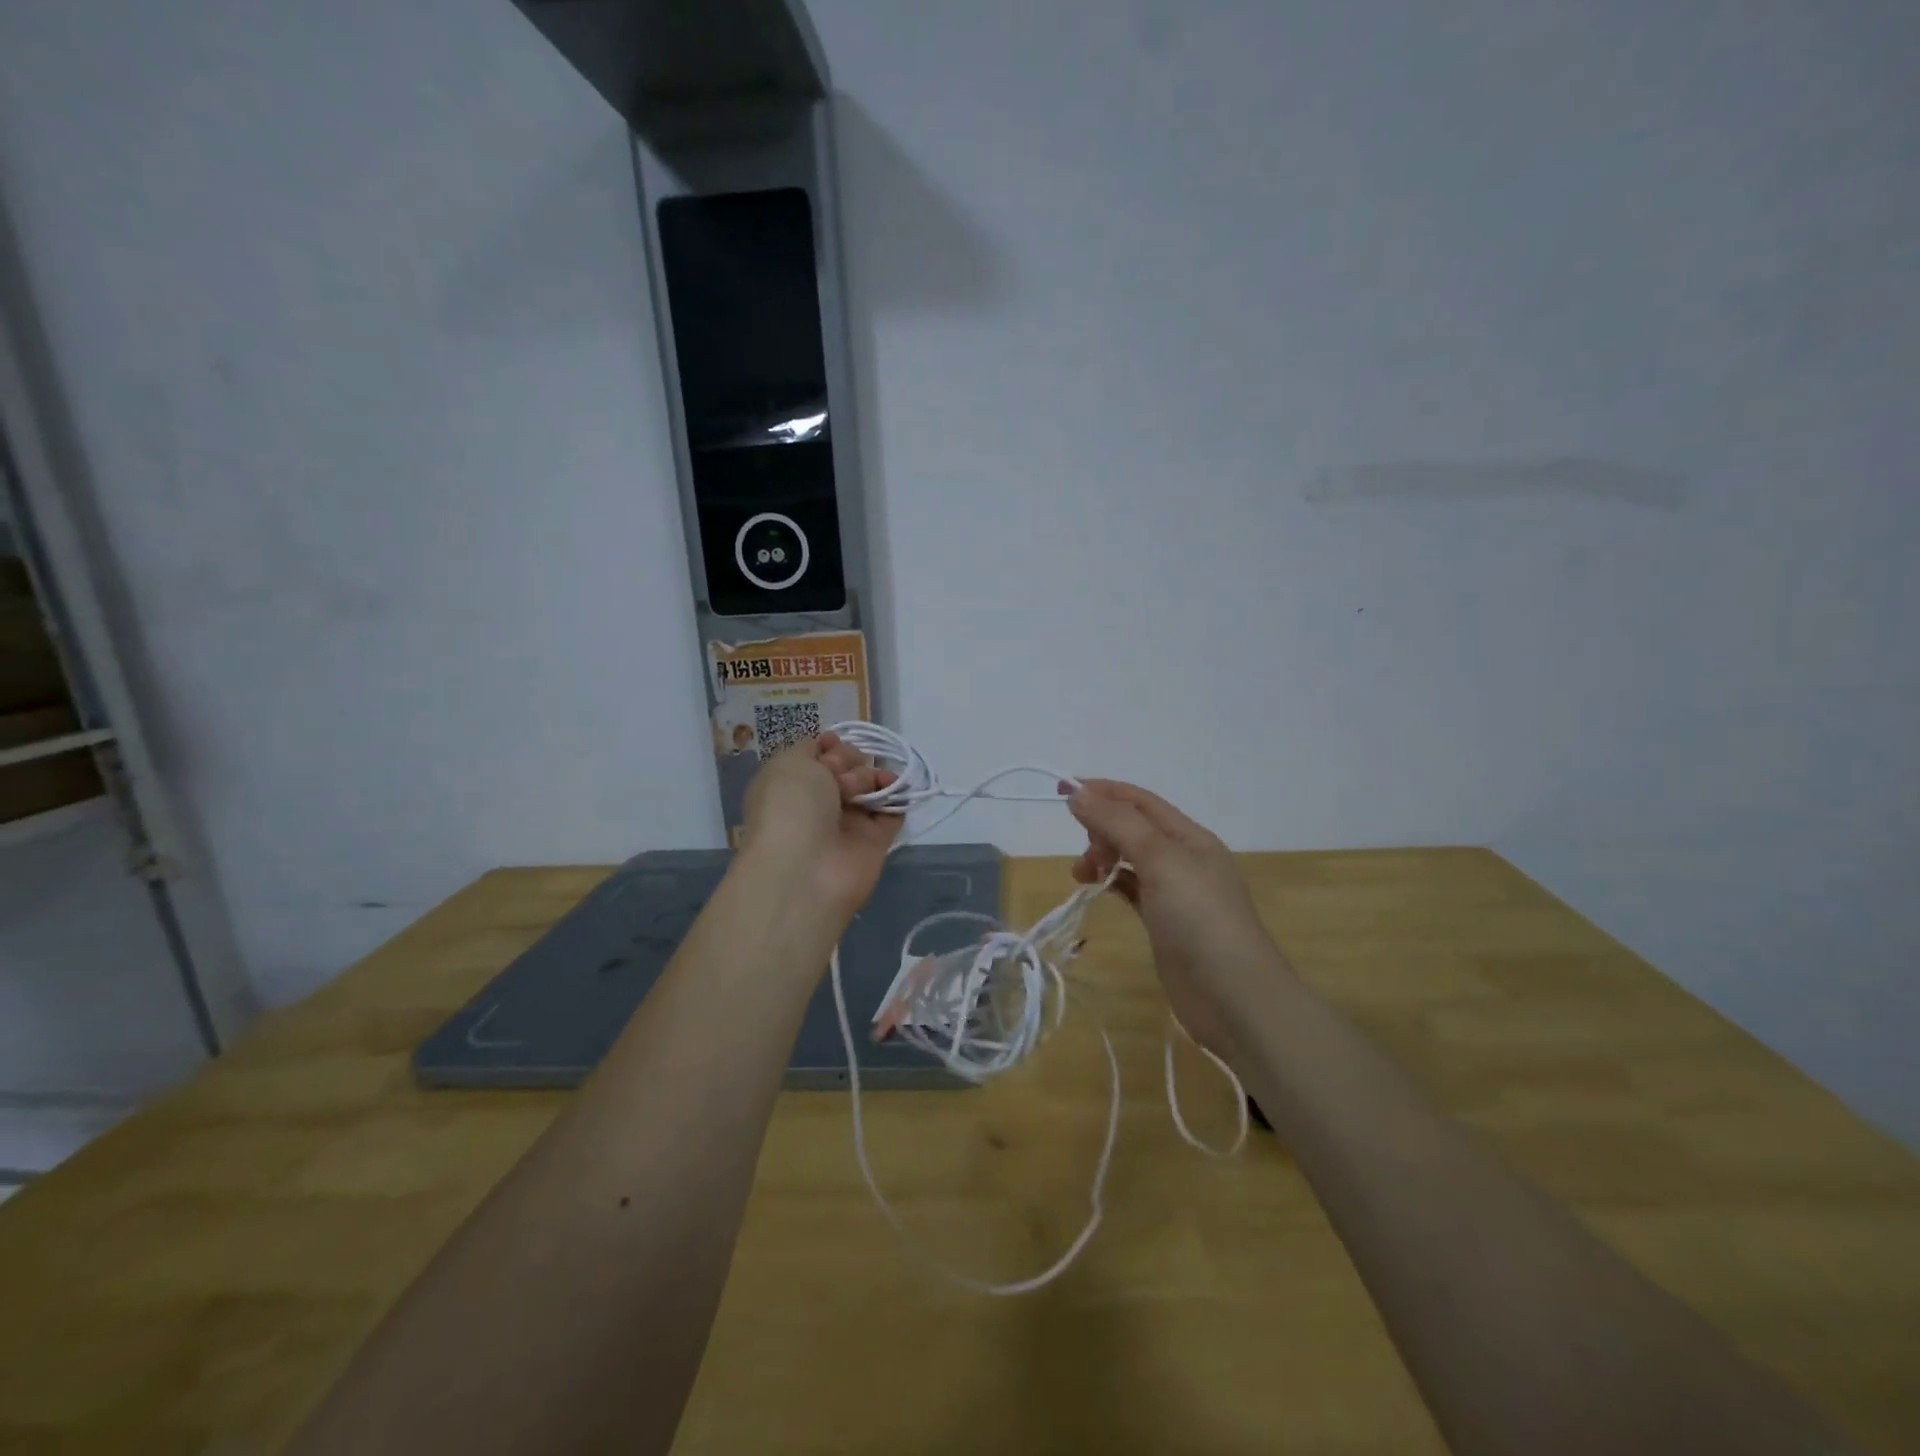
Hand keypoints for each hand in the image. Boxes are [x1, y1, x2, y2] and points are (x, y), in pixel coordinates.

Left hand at [740, 733, 903, 915]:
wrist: (805, 869)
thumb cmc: (791, 807)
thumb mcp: (789, 763)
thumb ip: (811, 747)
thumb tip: (830, 746)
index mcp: (792, 783)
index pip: (820, 754)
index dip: (830, 745)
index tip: (832, 746)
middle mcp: (819, 802)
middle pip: (848, 766)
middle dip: (850, 761)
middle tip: (842, 777)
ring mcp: (848, 822)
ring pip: (871, 785)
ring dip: (871, 777)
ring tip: (864, 789)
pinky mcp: (875, 841)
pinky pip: (893, 811)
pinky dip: (899, 797)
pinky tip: (897, 789)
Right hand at [1067, 780, 1286, 1057]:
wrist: (1233, 996)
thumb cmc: (1199, 918)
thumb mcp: (1160, 860)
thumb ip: (1119, 824)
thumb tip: (1078, 794)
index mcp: (1189, 836)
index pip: (1140, 801)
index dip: (1102, 791)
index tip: (1061, 789)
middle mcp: (1184, 858)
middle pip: (1134, 827)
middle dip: (1102, 828)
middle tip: (1084, 850)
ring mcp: (1175, 893)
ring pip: (1130, 858)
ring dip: (1103, 856)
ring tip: (1081, 874)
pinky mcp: (1164, 922)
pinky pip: (1132, 888)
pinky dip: (1111, 882)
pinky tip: (1095, 889)